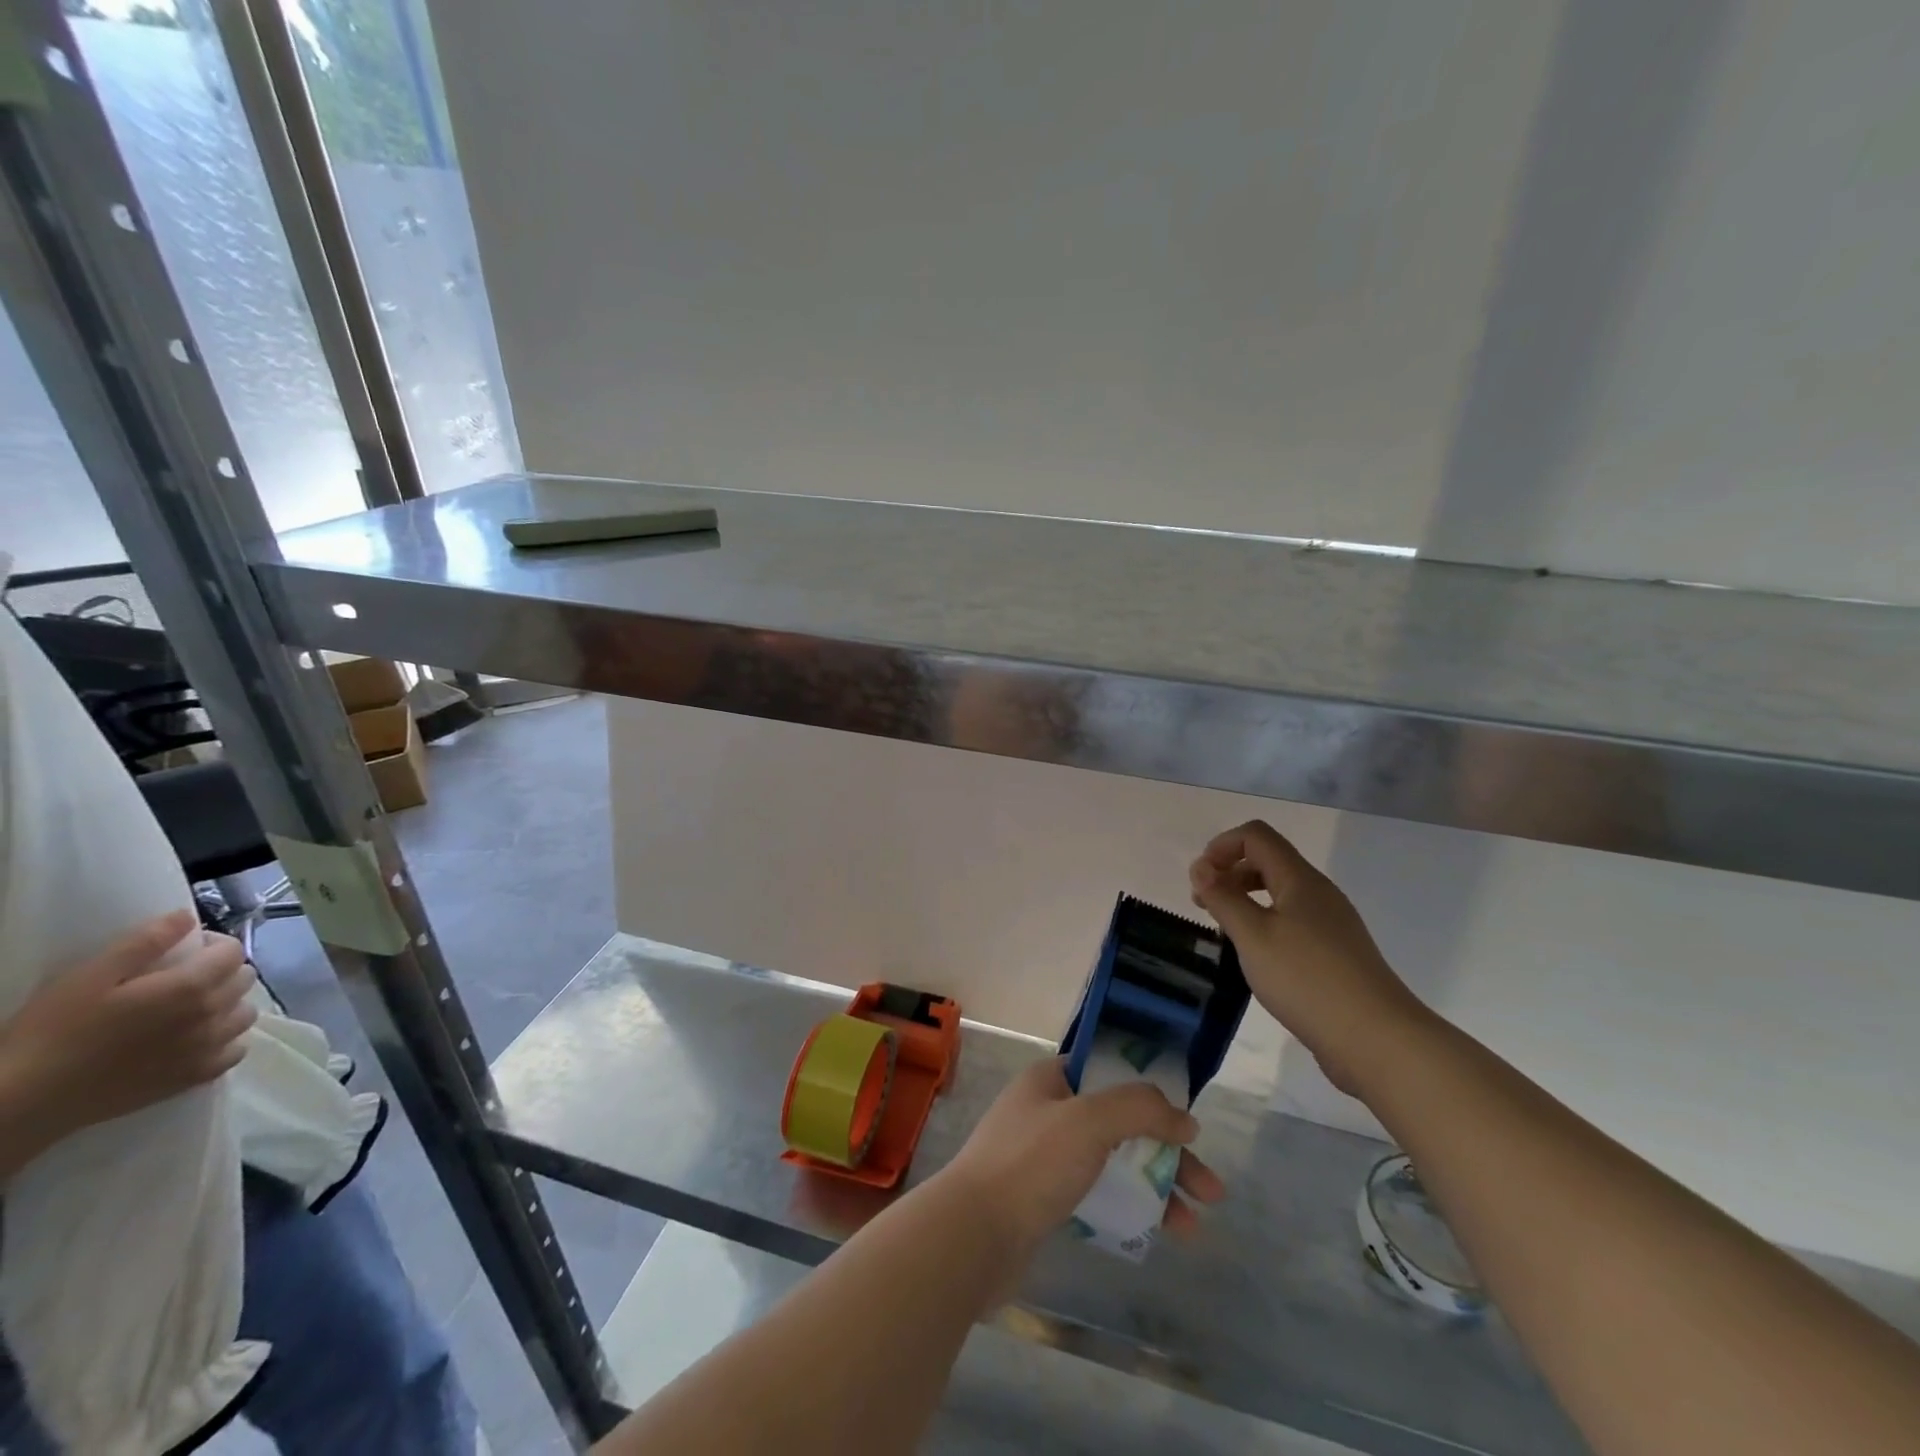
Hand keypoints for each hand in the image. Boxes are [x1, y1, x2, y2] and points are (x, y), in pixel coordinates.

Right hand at [0, 910, 256, 1164]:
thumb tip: (186, 917)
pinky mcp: (197, 1077)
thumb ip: (146, 941)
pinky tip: (196, 1040)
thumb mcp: (90, 976)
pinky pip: (235, 1051)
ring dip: (228, 1005)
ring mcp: (209, 1048)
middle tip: (183, 979)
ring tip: (190, 1009)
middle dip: (221, 972)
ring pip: (245, 1013)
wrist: (26, 1099)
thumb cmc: (54, 1033)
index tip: (184, 951)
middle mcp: (212, 1015)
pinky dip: (225, 1041)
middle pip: (243, 979)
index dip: (213, 945)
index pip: (233, 951)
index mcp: (192, 987)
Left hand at [938, 1058, 1224, 1257]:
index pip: (1107, 1072)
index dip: (1148, 1091)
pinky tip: (1154, 1232)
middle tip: (1210, 1190)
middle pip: (1118, 1122)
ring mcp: (1042, 1157)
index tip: (1184, 1119)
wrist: (973, 1235)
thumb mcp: (1088, 1121)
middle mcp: (1046, 1110)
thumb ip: (1139, 1110)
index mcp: (1049, 1079)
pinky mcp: (1042, 1200)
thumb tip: (1185, 1119)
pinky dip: (1126, 1207)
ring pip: (1111, 1162)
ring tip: (1194, 1225)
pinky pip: (1095, 1193)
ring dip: (1153, 1186)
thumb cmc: (1030, 1164)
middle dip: (1165, 1152)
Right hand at [1189, 820, 1429, 1097]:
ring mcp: (1332, 924)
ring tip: (1226, 932)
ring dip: (1246, 899)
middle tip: (1204, 906)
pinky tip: (1258, 957)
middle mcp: (1319, 893)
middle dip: (1229, 873)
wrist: (1377, 1040)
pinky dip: (1266, 924)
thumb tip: (1201, 867)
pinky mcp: (1337, 953)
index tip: (1200, 879)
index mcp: (1300, 879)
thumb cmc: (1307, 979)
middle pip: (1268, 861)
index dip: (1222, 846)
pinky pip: (1293, 921)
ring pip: (1280, 893)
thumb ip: (1222, 897)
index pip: (1256, 836)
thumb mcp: (1252, 935)